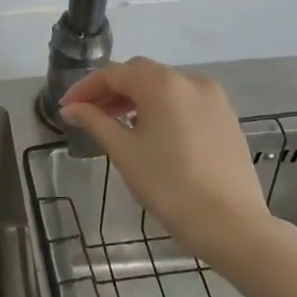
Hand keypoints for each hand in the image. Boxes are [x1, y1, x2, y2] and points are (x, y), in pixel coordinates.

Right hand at [59, 58, 277, 255]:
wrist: (229, 223)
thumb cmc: (168, 184)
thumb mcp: (123, 151)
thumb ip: (94, 122)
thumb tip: (71, 108)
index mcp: (162, 84)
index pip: (113, 73)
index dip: (85, 87)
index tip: (67, 107)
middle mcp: (190, 81)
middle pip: (141, 74)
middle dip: (111, 90)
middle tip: (89, 114)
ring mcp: (214, 99)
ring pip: (165, 87)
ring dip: (137, 99)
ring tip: (117, 125)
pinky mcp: (227, 119)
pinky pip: (186, 102)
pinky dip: (162, 109)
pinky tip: (152, 134)